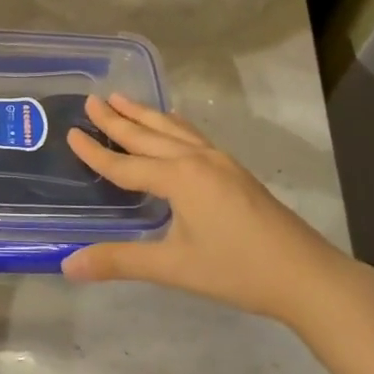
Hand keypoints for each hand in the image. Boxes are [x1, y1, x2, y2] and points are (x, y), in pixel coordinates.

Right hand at [62, 95, 365, 325]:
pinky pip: (195, 136)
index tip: (71, 131)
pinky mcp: (235, 171)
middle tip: (92, 99)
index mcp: (179, 178)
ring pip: (174, 130)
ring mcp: (220, 162)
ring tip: (122, 99)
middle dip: (118, 119)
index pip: (125, 164)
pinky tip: (175, 121)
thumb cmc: (237, 270)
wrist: (305, 274)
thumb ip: (120, 261)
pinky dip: (175, 125)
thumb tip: (68, 264)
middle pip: (148, 136)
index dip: (95, 152)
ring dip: (146, 115)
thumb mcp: (174, 267)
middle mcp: (197, 160)